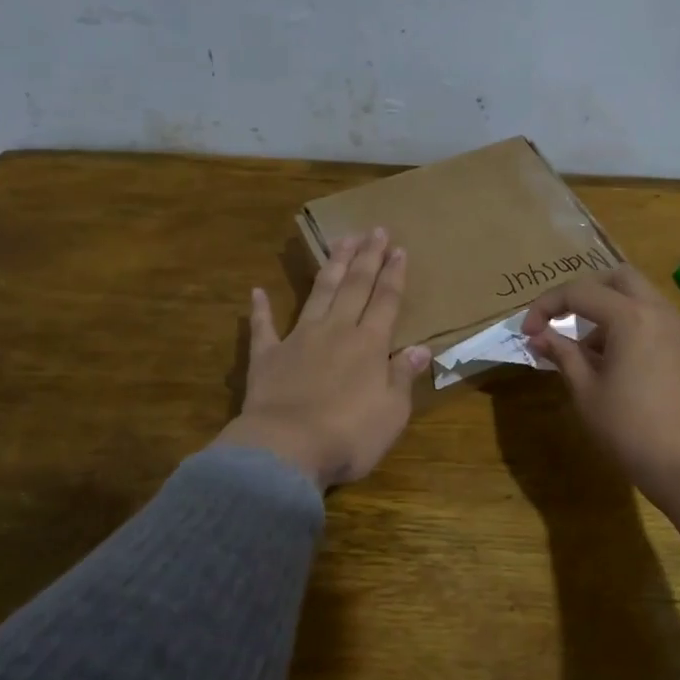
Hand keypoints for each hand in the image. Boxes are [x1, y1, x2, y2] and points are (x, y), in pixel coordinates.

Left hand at [217, 228, 429, 489]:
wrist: (286, 449)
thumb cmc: (349, 435)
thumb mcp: (392, 412)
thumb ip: (403, 376)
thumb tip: (421, 348)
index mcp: (369, 345)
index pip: (386, 301)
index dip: (394, 274)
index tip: (399, 249)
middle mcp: (336, 331)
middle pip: (354, 286)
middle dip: (366, 257)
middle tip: (374, 229)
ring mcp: (298, 339)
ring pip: (318, 293)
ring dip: (330, 266)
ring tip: (340, 241)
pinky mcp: (267, 357)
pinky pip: (263, 327)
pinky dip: (260, 309)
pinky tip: (258, 291)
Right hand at [521, 265, 679, 506]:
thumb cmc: (631, 431)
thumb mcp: (587, 393)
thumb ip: (563, 355)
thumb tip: (539, 337)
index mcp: (631, 317)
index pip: (579, 292)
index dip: (546, 306)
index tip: (528, 333)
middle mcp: (661, 311)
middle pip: (617, 278)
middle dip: (584, 293)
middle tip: (562, 321)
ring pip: (641, 298)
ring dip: (610, 311)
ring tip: (589, 352)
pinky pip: (658, 321)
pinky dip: (633, 327)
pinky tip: (621, 366)